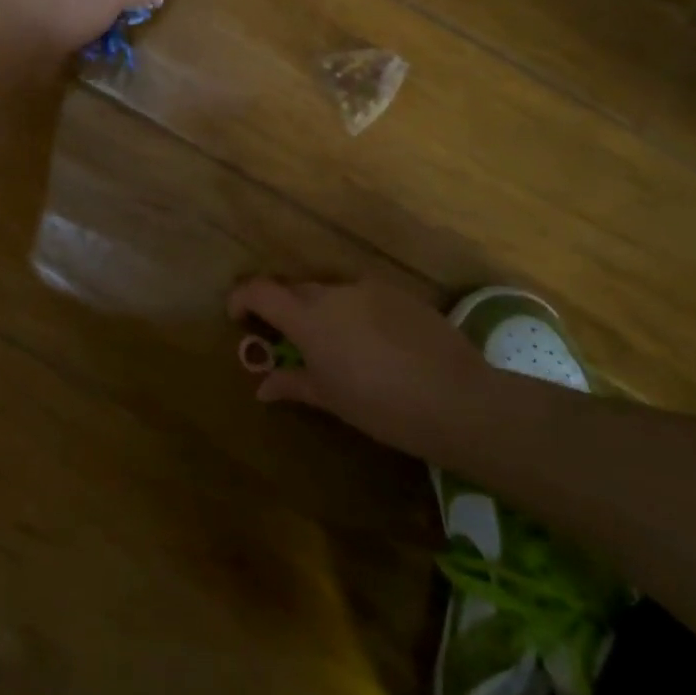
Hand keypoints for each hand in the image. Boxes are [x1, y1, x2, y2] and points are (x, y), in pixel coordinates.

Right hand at [227, 277, 489, 458]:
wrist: (456, 399)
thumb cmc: (380, 406)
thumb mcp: (330, 399)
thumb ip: (292, 383)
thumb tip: (263, 385)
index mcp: (308, 318)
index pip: (260, 291)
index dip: (242, 298)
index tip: (239, 318)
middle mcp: (334, 292)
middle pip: (295, 289)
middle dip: (283, 308)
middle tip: (286, 338)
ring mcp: (369, 288)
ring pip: (331, 291)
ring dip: (320, 309)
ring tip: (334, 343)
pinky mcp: (399, 293)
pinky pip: (363, 295)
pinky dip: (354, 311)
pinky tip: (372, 342)